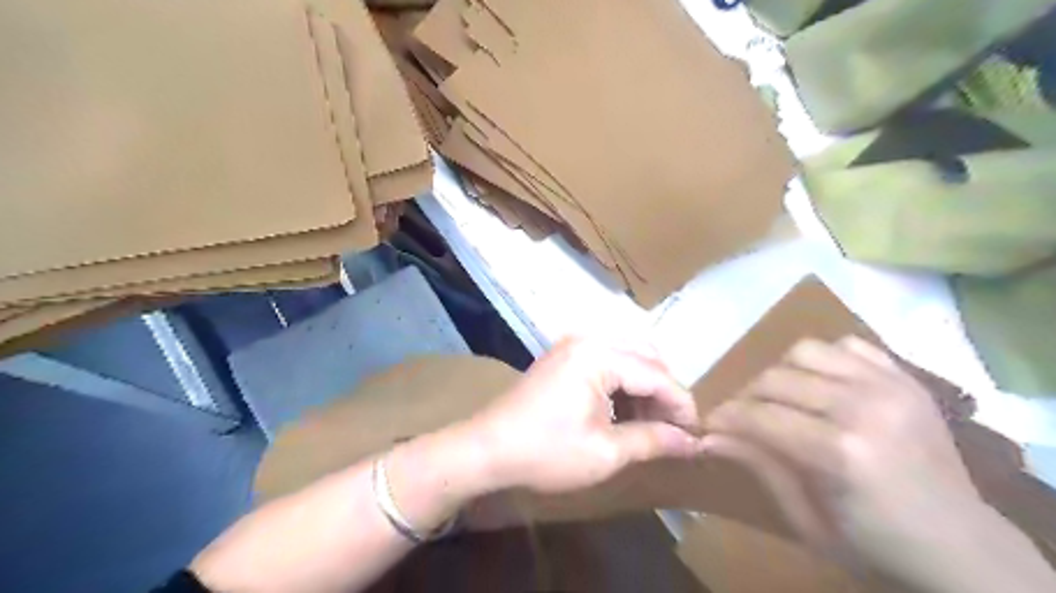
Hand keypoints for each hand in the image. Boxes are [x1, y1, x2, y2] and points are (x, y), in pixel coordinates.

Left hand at [467, 338, 698, 494]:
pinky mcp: (563, 356)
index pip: (657, 375)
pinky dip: (623, 383)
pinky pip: (607, 360)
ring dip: (645, 386)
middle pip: (646, 357)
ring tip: (652, 424)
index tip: (698, 434)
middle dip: (664, 392)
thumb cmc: (546, 452)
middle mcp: (588, 339)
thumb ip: (653, 440)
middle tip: (674, 428)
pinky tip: (624, 411)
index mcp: (599, 354)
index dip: (681, 405)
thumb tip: (693, 442)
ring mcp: (573, 344)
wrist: (486, 449)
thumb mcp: (605, 452)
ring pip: (628, 356)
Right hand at [699, 339, 980, 577]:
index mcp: (840, 454)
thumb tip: (708, 437)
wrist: (963, 545)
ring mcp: (890, 386)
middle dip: (746, 396)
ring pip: (805, 351)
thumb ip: (758, 466)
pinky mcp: (907, 378)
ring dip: (781, 373)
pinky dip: (825, 358)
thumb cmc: (874, 543)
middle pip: (775, 378)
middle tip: (742, 417)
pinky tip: (822, 384)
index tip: (709, 423)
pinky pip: (847, 345)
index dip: (725, 416)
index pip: (759, 415)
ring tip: (782, 398)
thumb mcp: (806, 519)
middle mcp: (864, 408)